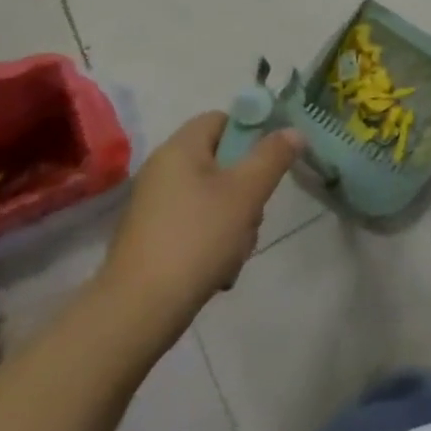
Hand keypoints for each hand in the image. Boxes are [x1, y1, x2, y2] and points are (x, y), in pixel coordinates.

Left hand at [97, 112, 302, 330]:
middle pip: (223, 160)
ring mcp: (156, 207)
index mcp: (180, 149)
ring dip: (237, 218)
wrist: (138, 311)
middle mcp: (163, 171)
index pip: (222, 119)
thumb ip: (273, 156)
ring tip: (238, 248)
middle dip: (248, 186)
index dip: (251, 132)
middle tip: (255, 210)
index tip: (271, 160)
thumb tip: (292, 131)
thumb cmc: (197, 237)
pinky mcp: (154, 240)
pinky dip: (215, 240)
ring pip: (215, 196)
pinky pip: (198, 225)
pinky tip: (222, 267)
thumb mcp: (247, 192)